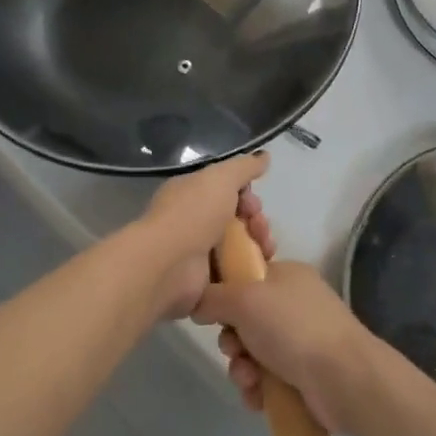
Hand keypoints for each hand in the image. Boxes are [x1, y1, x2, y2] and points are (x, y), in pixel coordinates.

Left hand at [140, 152, 272, 321]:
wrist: (169, 264)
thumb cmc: (193, 214)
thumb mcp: (221, 178)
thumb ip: (244, 167)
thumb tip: (264, 156)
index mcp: (190, 193)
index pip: (224, 189)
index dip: (246, 194)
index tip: (255, 203)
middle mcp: (191, 220)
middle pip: (234, 218)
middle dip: (255, 220)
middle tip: (261, 227)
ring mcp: (196, 251)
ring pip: (237, 245)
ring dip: (257, 244)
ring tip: (266, 249)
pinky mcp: (203, 279)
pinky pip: (233, 271)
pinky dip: (248, 269)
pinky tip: (260, 267)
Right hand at [192, 261, 376, 433]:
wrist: (344, 379)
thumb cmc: (293, 327)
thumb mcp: (245, 299)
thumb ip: (213, 297)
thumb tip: (198, 303)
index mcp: (286, 275)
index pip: (245, 276)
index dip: (224, 293)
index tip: (213, 310)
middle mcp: (293, 304)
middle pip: (244, 318)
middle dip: (232, 340)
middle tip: (234, 350)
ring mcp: (301, 340)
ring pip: (252, 352)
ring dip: (242, 368)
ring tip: (249, 380)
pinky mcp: (304, 374)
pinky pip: (266, 378)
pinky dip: (258, 388)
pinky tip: (258, 397)